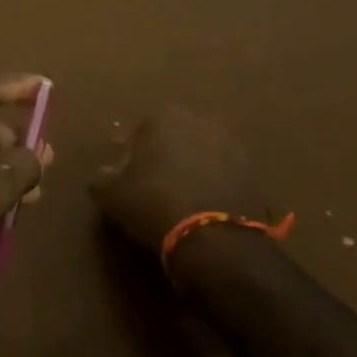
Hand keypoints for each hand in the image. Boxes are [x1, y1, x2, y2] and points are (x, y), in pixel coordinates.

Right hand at [89, 107, 277, 258]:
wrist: (214, 238)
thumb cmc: (153, 205)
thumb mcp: (112, 196)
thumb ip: (103, 179)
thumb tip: (103, 175)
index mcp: (164, 117)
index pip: (141, 129)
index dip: (133, 154)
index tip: (129, 178)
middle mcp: (200, 121)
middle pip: (176, 137)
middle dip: (168, 156)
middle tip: (156, 187)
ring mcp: (232, 145)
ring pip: (204, 154)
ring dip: (195, 170)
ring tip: (184, 201)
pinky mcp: (254, 173)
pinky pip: (226, 176)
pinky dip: (216, 187)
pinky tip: (206, 211)